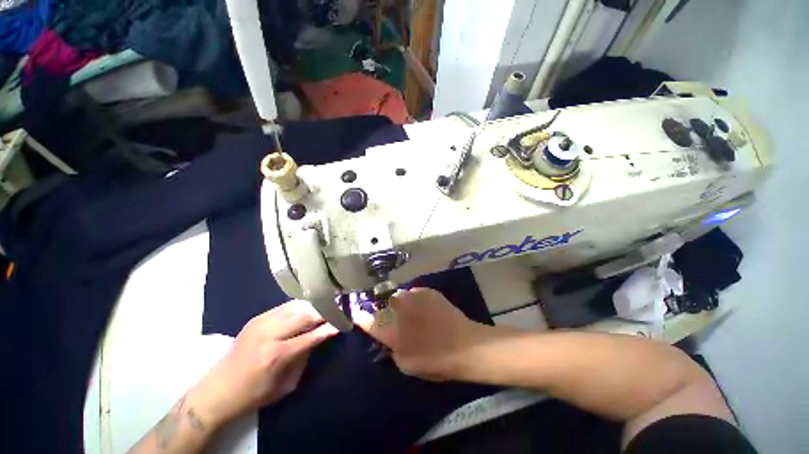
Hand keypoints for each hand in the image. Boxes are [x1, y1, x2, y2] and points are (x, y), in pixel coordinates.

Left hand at [189, 300, 338, 427]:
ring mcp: (261, 322)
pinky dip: (300, 306)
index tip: (344, 321)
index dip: (329, 327)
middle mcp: (269, 334)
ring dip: (313, 305)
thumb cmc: (255, 393)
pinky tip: (308, 308)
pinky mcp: (257, 317)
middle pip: (304, 314)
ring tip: (326, 306)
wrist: (218, 388)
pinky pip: (285, 306)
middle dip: (324, 311)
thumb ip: (305, 357)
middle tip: (338, 309)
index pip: (311, 335)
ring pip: (296, 305)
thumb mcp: (286, 384)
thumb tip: (321, 336)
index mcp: (276, 355)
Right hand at [351, 288, 493, 380]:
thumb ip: (392, 349)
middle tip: (395, 316)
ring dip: (402, 303)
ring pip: (401, 295)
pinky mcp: (428, 291)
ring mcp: (415, 296)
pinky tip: (427, 309)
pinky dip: (416, 300)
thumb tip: (389, 337)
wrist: (467, 345)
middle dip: (386, 307)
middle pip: (384, 301)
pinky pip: (415, 293)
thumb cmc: (436, 360)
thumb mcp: (408, 364)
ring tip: (414, 313)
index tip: (357, 312)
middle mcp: (400, 308)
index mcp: (393, 329)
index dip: (361, 316)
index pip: (368, 320)